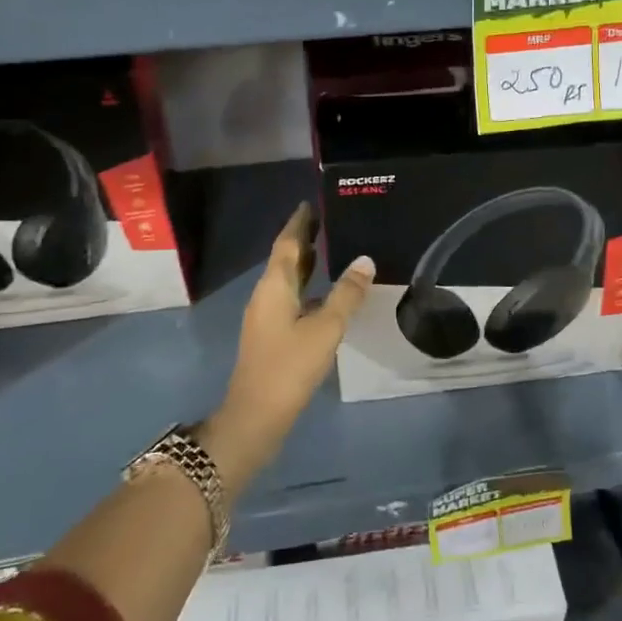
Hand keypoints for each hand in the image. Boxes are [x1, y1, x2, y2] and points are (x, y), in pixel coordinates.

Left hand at [202, 203, 374, 488]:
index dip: (299, 223)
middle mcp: (266, 296)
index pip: (287, 244)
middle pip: (285, 260)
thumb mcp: (325, 328)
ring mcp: (266, 318)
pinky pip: (292, 299)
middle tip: (329, 221)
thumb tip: (365, 260)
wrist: (256, 416)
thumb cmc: (289, 367)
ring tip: (332, 250)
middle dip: (304, 240)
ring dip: (306, 264)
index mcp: (274, 287)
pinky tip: (328, 295)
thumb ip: (346, 294)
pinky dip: (309, 288)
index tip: (312, 203)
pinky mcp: (272, 337)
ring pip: (288, 281)